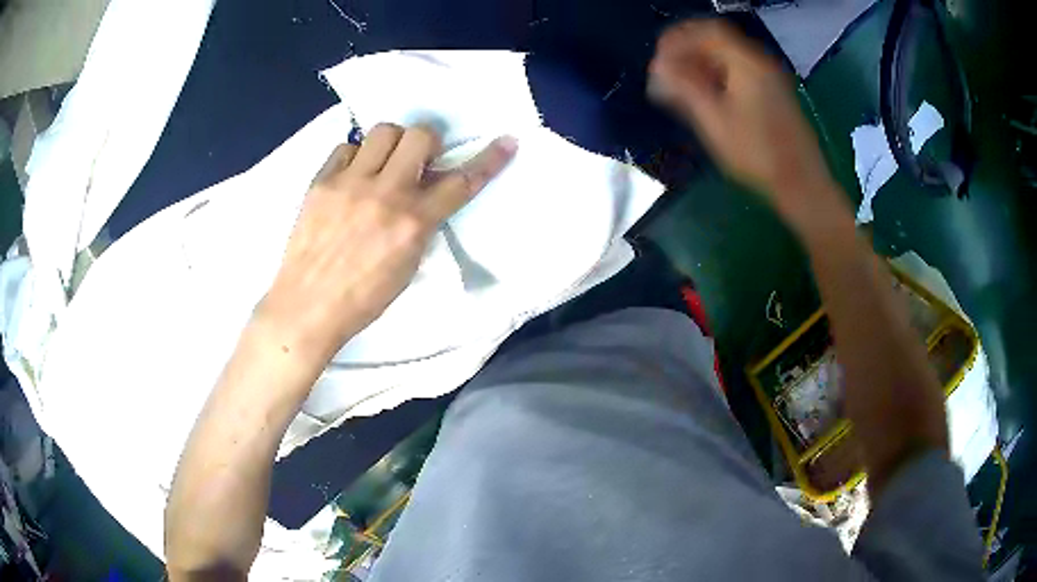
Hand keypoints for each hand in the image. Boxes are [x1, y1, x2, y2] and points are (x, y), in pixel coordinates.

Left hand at [258, 123, 516, 361]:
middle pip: (420, 135)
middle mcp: (385, 194)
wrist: (307, 307)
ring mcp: (349, 183)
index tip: (507, 141)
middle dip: (427, 142)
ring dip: (392, 143)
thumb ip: (422, 223)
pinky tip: (352, 176)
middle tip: (418, 159)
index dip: (489, 160)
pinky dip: (355, 156)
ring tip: (382, 164)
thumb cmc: (362, 299)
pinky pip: (346, 147)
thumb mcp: (408, 266)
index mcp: (412, 223)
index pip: (461, 182)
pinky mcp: (320, 181)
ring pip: (383, 130)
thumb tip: (426, 192)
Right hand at [649, 20, 832, 213]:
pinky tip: (706, 96)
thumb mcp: (715, 122)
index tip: (658, 59)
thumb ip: (684, 88)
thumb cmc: (758, 155)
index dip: (678, 38)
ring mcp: (770, 77)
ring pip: (728, 57)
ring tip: (680, 88)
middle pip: (717, 40)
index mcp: (747, 62)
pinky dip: (718, 76)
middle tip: (666, 74)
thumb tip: (658, 67)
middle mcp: (760, 62)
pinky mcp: (774, 93)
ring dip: (701, 64)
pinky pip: (740, 71)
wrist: (802, 184)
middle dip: (687, 52)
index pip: (706, 30)